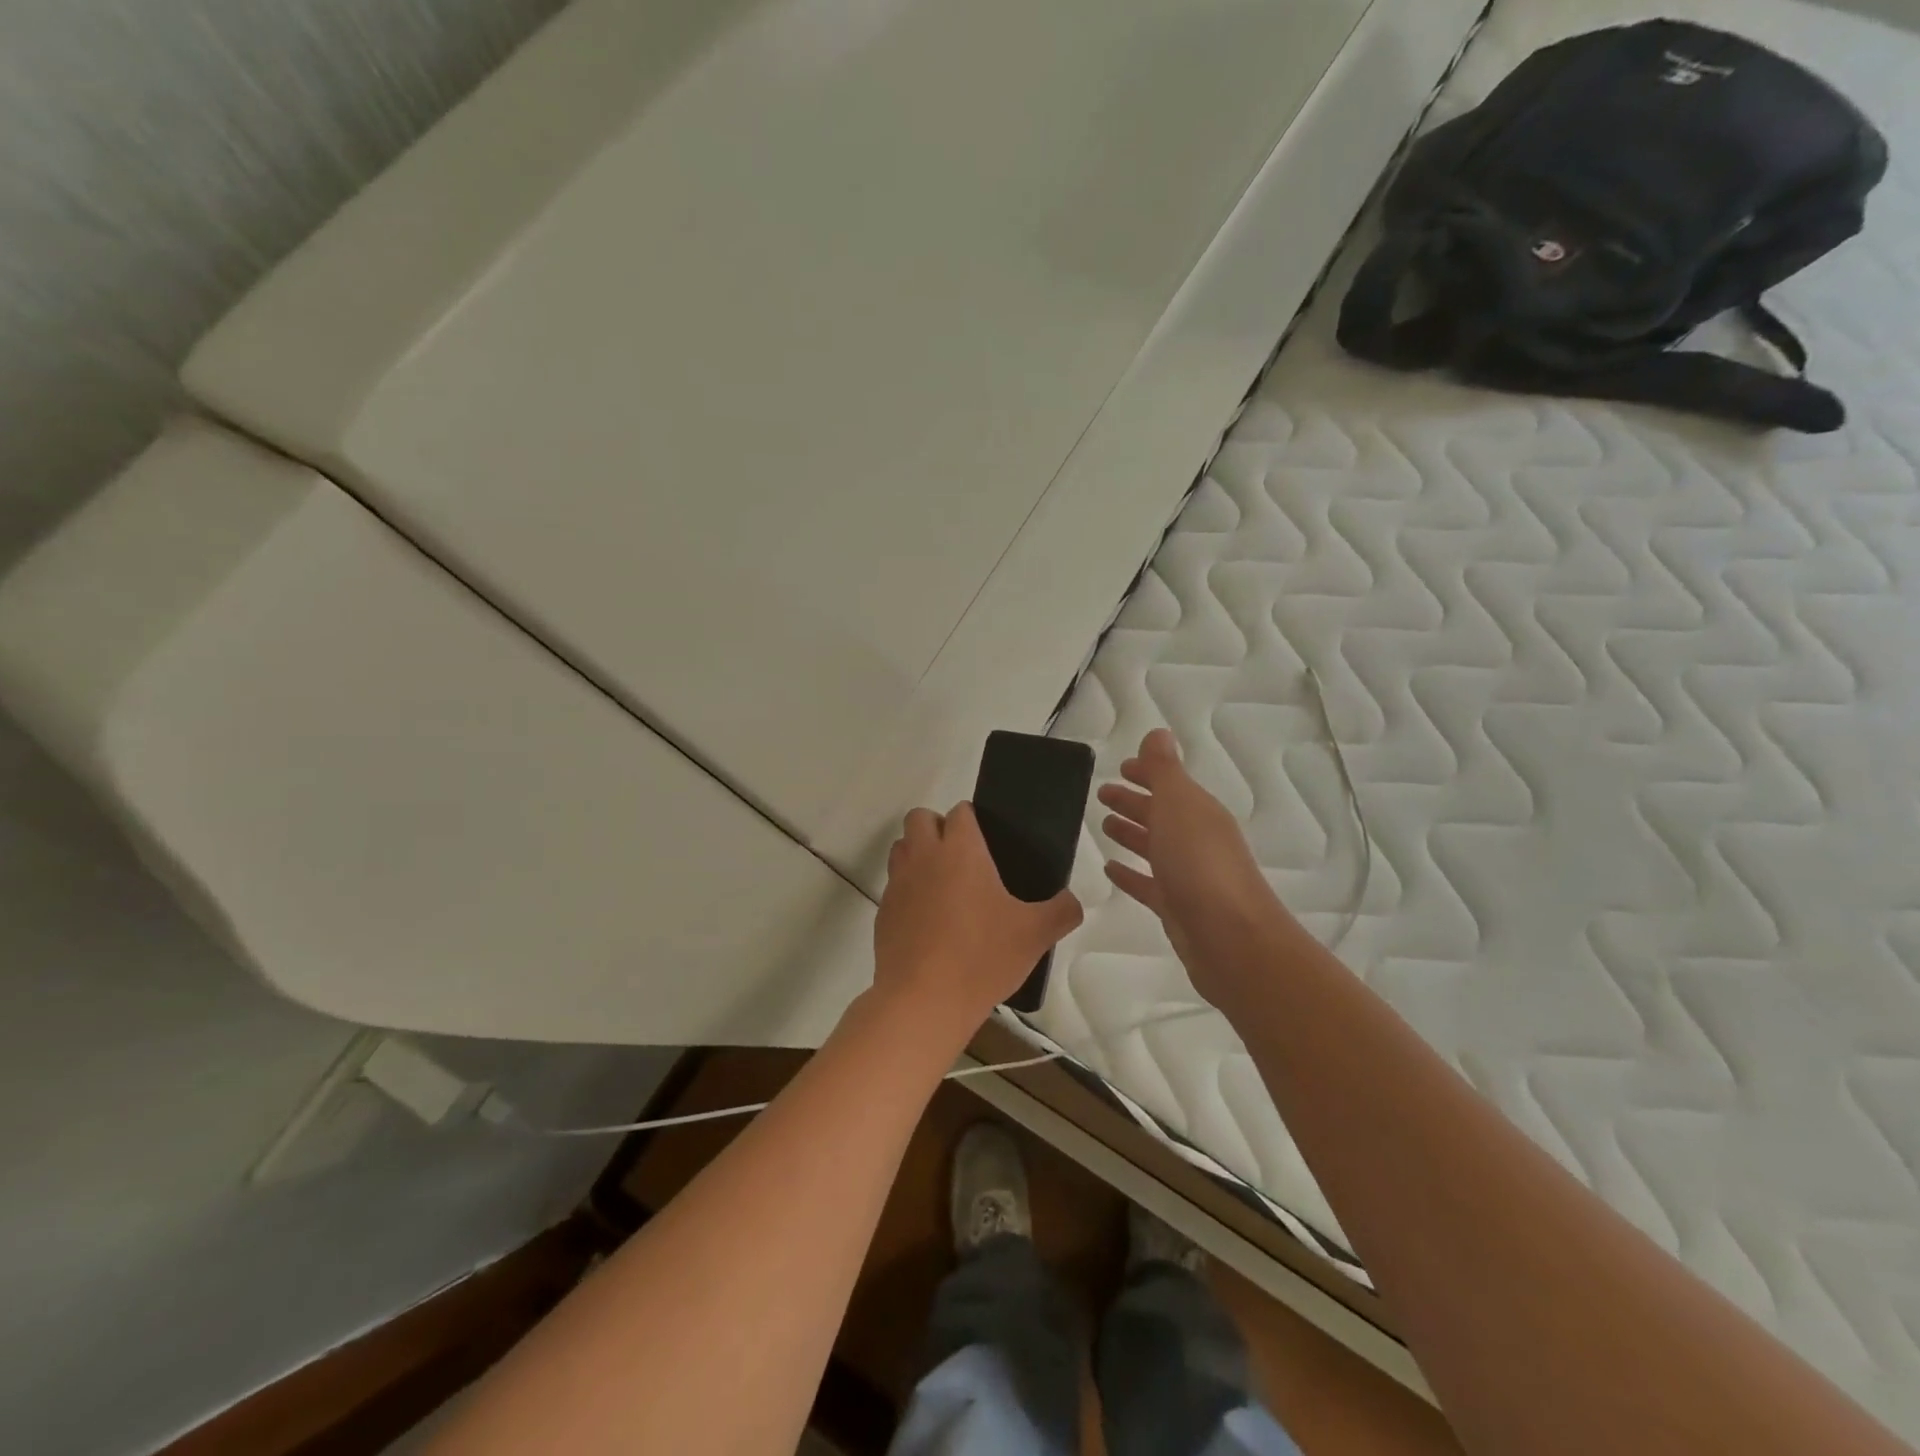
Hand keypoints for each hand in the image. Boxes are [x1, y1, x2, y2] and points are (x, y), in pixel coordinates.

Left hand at [873, 802, 1083, 1036]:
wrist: (924, 1000)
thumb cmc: (982, 957)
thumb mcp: (1035, 935)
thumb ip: (1062, 911)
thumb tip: (1072, 902)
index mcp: (960, 850)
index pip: (960, 811)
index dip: (972, 819)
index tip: (988, 841)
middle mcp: (924, 857)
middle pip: (919, 818)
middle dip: (937, 827)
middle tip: (963, 859)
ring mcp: (898, 884)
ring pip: (901, 848)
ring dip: (918, 854)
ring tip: (943, 884)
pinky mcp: (883, 912)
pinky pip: (893, 886)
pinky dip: (908, 891)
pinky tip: (928, 920)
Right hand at [1098, 729, 1294, 1011]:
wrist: (1231, 940)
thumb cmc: (1201, 865)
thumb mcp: (1179, 806)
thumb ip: (1164, 771)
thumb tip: (1158, 733)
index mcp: (1198, 812)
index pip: (1170, 783)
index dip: (1147, 773)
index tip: (1121, 767)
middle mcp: (1196, 840)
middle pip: (1161, 814)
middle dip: (1134, 801)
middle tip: (1102, 794)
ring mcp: (1187, 875)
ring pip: (1154, 847)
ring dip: (1131, 833)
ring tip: (1104, 825)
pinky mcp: (1176, 907)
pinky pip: (1147, 883)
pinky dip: (1130, 873)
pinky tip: (1110, 868)